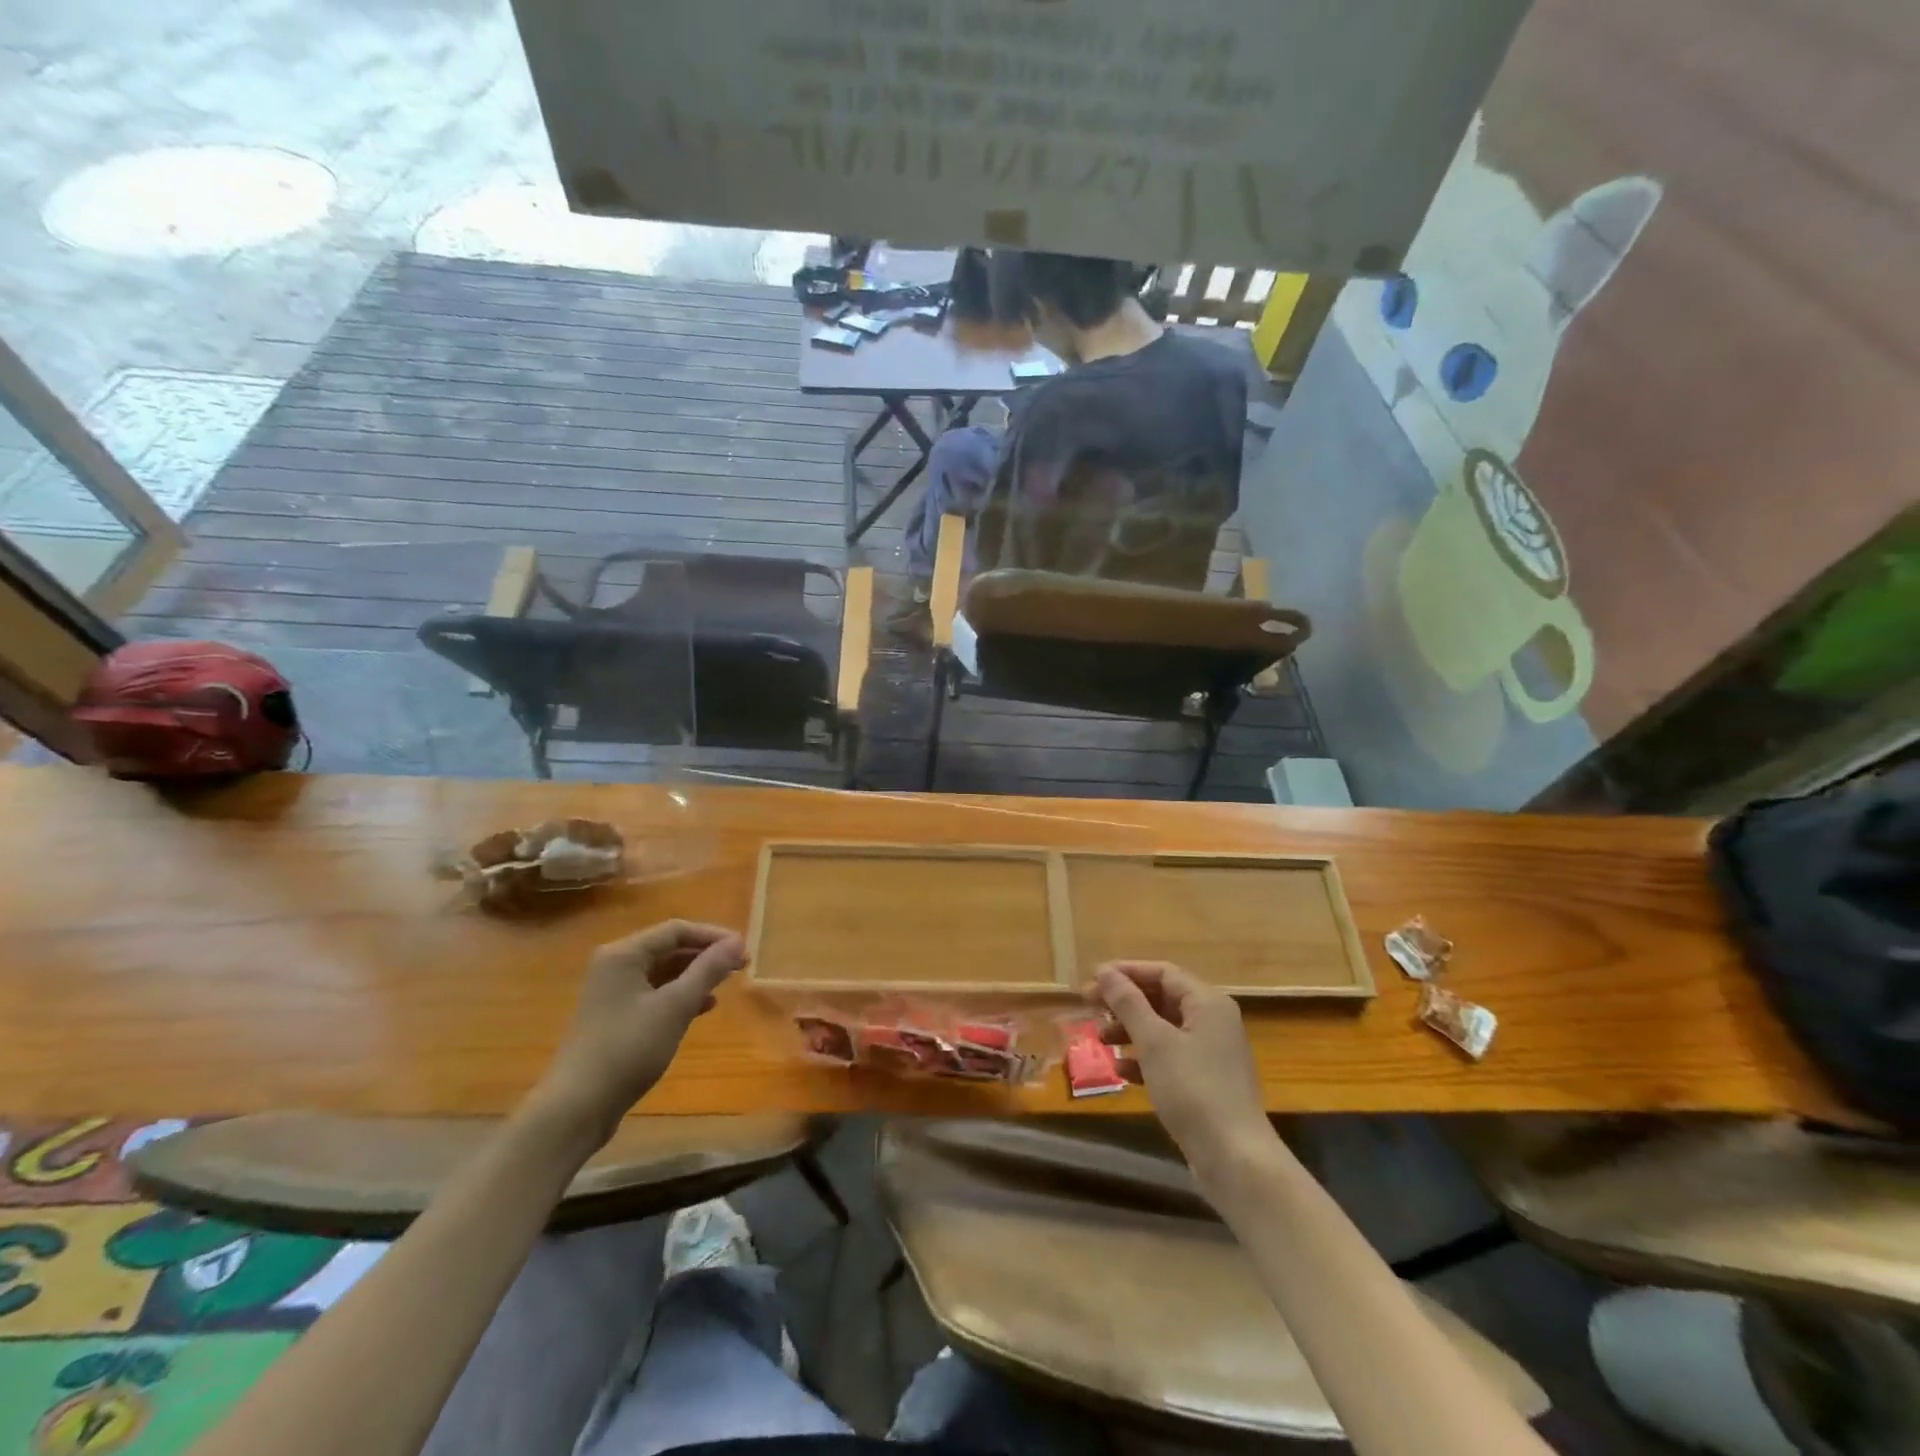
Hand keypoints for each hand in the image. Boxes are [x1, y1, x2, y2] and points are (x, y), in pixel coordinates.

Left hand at [529, 921, 746, 1146]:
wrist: (577, 1107)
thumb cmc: (628, 1048)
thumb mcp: (675, 1006)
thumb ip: (708, 970)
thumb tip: (737, 942)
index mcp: (624, 954)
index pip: (676, 930)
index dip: (713, 936)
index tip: (744, 949)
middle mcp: (615, 966)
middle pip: (669, 948)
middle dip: (706, 955)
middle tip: (741, 965)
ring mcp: (612, 992)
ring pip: (663, 972)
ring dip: (695, 975)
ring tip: (727, 983)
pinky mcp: (615, 1017)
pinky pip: (654, 994)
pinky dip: (680, 995)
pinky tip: (704, 1006)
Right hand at [1090, 961, 1271, 1174]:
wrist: (1235, 1159)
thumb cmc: (1193, 1090)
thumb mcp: (1154, 1042)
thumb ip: (1128, 1003)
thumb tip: (1105, 972)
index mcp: (1208, 1003)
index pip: (1162, 972)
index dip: (1126, 972)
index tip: (1093, 979)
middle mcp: (1213, 1021)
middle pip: (1162, 998)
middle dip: (1125, 1002)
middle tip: (1089, 1007)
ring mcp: (1212, 1053)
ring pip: (1164, 1029)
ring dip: (1131, 1030)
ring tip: (1101, 1039)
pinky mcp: (1206, 1082)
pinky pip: (1170, 1057)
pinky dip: (1144, 1058)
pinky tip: (1121, 1070)